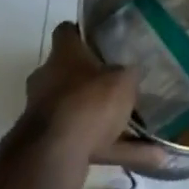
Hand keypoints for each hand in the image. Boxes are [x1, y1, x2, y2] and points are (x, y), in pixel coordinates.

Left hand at [24, 22, 166, 169]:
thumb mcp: (122, 81)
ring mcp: (44, 113)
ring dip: (100, 118)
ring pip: (77, 110)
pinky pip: (85, 141)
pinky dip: (110, 148)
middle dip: (90, 80)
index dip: (81, 33)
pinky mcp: (49, 145)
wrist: (54, 157)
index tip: (99, 39)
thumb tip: (131, 73)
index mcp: (62, 54)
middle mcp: (47, 79)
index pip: (66, 31)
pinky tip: (144, 156)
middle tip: (116, 83)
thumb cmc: (88, 102)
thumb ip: (127, 75)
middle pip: (68, 72)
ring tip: (136, 126)